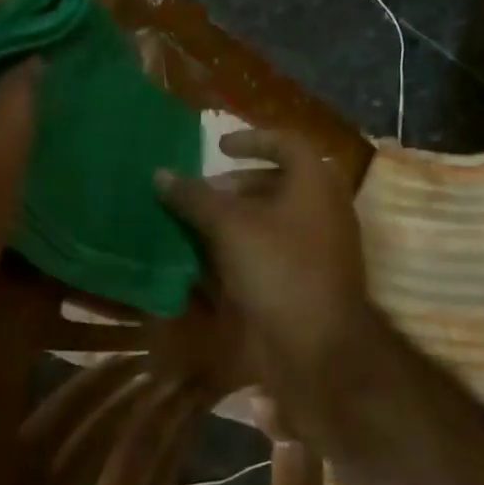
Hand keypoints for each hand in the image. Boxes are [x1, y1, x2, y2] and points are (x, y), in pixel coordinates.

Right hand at [156, 130, 374, 410]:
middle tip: (201, 195)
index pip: (286, 142)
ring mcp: (320, 246)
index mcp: (315, 182)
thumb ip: (195, 198)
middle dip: (235, 186)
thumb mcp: (230, 227)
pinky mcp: (309, 278)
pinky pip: (275, 250)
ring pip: (274, 220)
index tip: (218, 147)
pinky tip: (212, 262)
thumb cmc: (279, 268)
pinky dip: (245, 248)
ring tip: (197, 227)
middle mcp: (323, 208)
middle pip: (278, 182)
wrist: (318, 345)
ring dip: (236, 220)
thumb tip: (160, 174)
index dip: (251, 139)